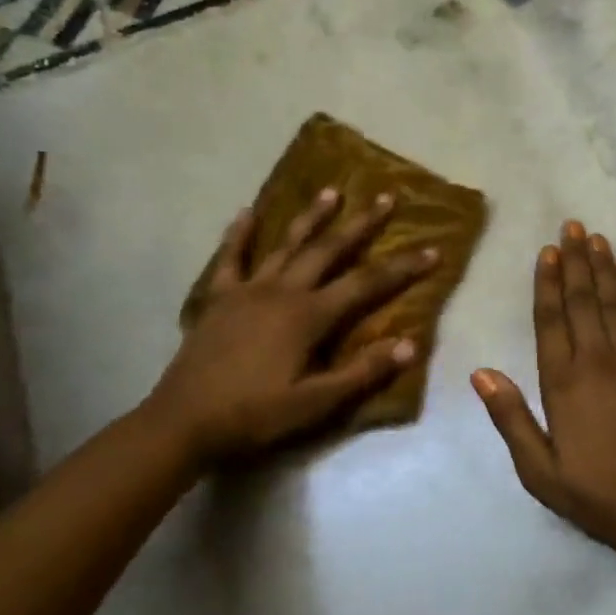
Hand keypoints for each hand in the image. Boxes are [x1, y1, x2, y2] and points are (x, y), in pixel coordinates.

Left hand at [144, 189, 437, 465]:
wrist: (182, 422)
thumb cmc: (254, 415)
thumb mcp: (315, 403)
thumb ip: (362, 372)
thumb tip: (411, 344)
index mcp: (309, 316)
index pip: (367, 284)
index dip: (402, 267)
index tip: (433, 248)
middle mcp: (282, 291)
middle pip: (329, 250)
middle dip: (361, 224)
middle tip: (386, 197)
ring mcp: (247, 290)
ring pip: (286, 245)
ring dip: (311, 217)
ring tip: (331, 191)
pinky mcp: (219, 298)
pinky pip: (230, 258)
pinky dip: (240, 234)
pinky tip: (247, 212)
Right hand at [472, 222, 615, 555]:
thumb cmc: (597, 495)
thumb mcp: (539, 470)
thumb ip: (510, 418)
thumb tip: (480, 372)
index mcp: (563, 384)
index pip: (551, 321)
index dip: (547, 283)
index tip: (547, 252)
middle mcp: (599, 361)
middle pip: (583, 300)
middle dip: (575, 261)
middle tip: (571, 226)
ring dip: (604, 266)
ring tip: (595, 237)